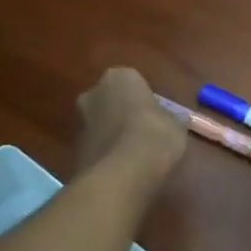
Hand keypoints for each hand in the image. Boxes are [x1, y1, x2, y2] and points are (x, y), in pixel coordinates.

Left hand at [76, 67, 186, 193]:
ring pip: (101, 124)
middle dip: (123, 114)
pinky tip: (122, 169)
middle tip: (144, 134)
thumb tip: (172, 122)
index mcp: (119, 77)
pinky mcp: (74, 149)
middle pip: (111, 101)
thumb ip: (169, 119)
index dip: (146, 101)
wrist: (122, 173)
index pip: (134, 83)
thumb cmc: (154, 136)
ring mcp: (80, 121)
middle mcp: (93, 93)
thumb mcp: (176, 126)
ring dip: (113, 135)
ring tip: (134, 156)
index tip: (157, 118)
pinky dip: (106, 154)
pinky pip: (96, 146)